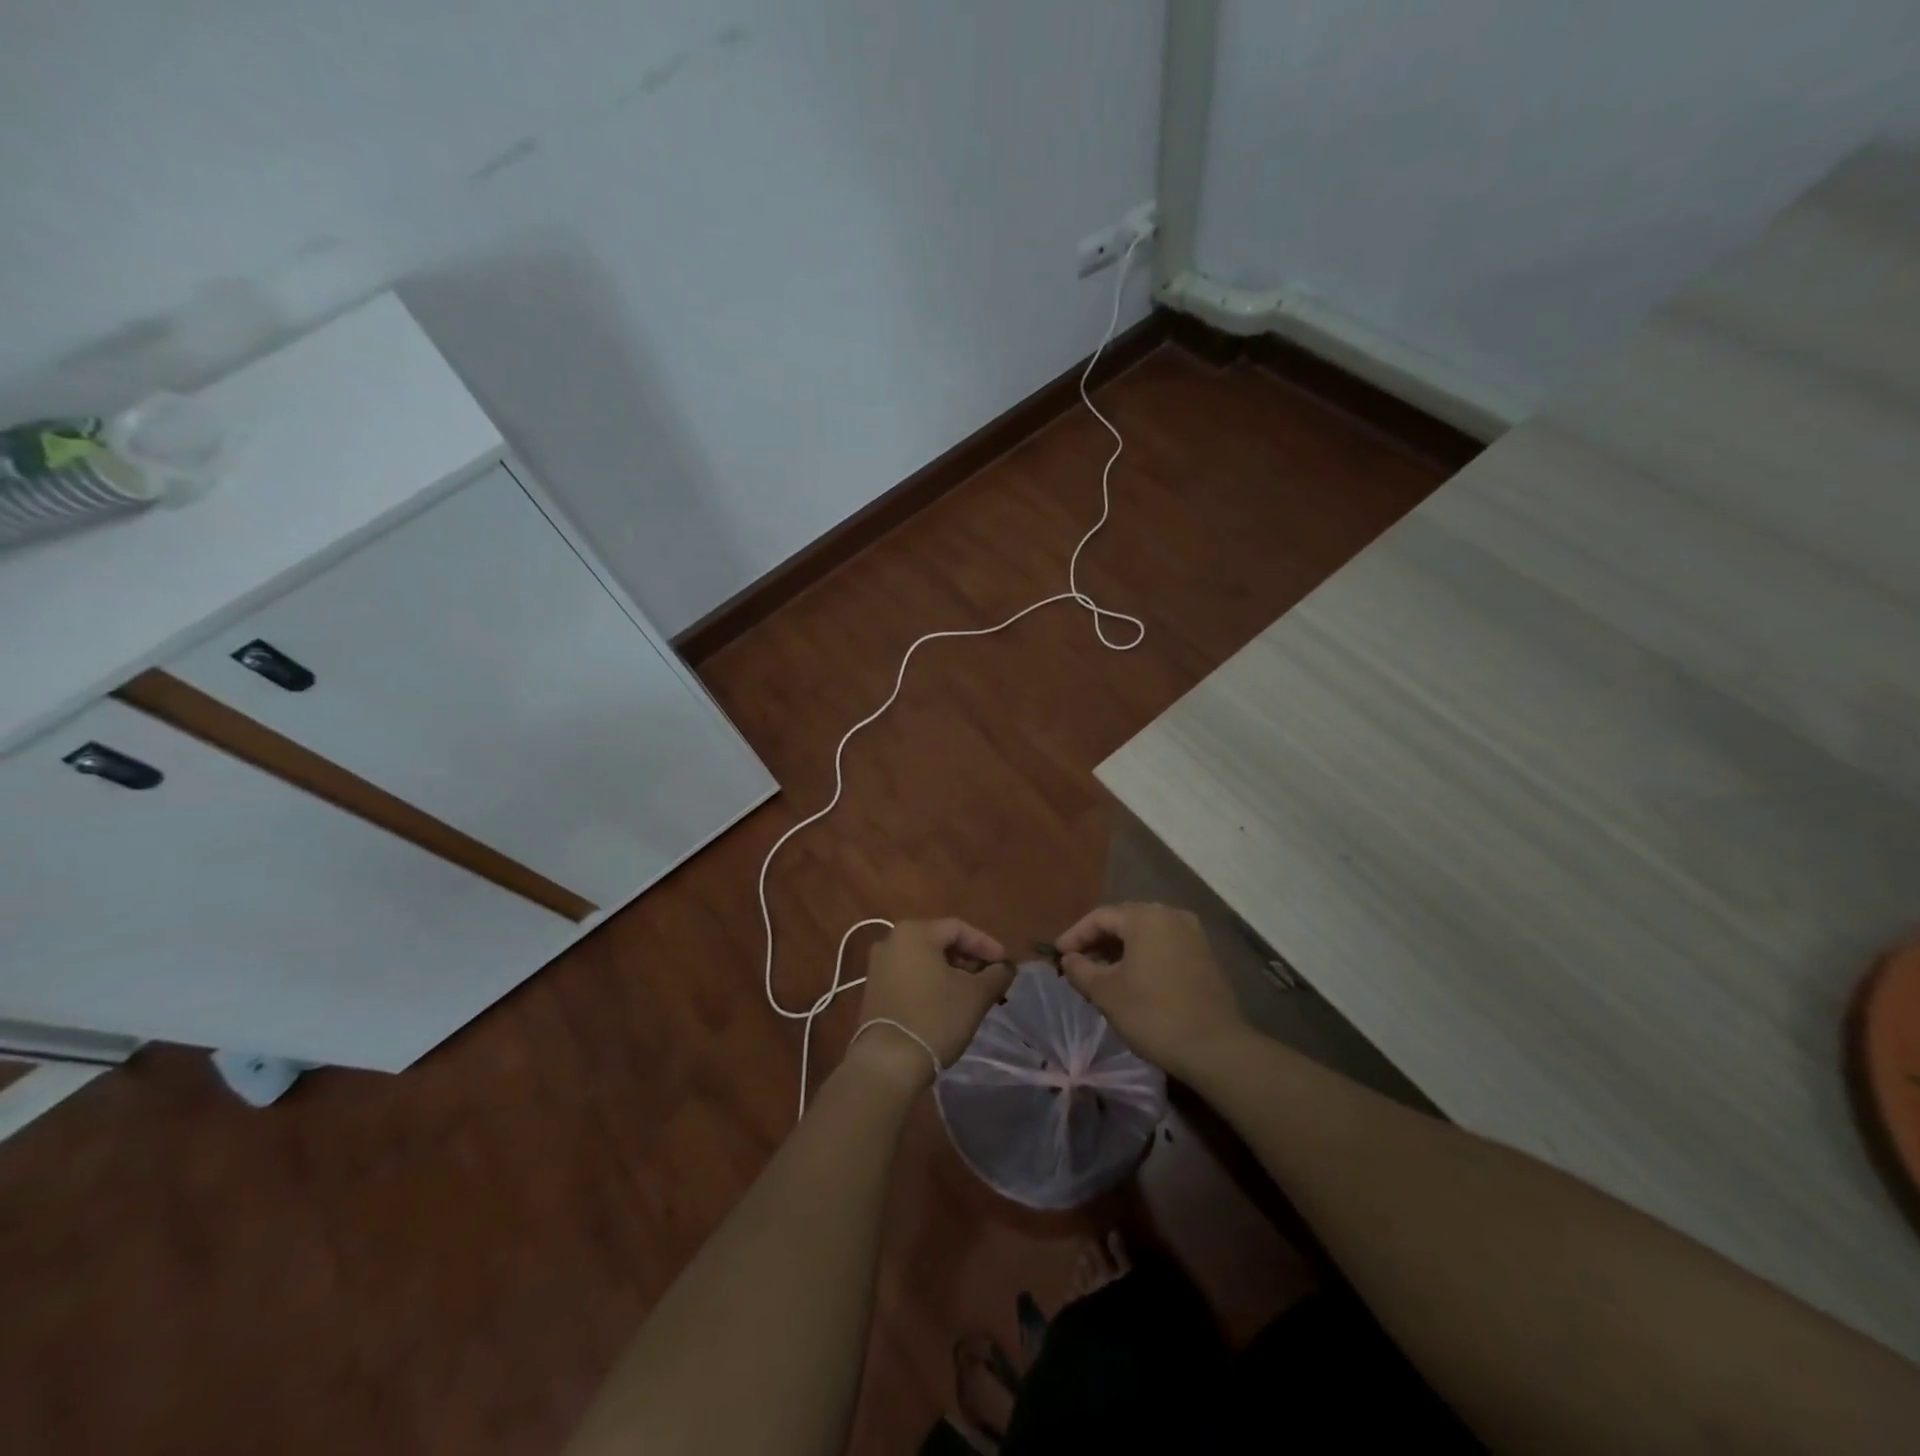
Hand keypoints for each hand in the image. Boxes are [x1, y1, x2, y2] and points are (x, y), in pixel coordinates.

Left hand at [850, 919, 1013, 1085]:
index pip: (959, 929)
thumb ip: (996, 975)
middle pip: (940, 942)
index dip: (986, 945)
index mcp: (914, 932)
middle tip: (991, 979)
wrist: (888, 1063)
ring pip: (925, 960)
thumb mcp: (976, 995)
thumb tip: (1005, 968)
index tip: (1005, 965)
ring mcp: (878, 966)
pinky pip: (910, 976)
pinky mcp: (874, 990)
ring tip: (973, 993)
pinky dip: (932, 983)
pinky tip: (947, 1003)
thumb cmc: (935, 1019)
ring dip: (952, 973)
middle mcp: (890, 940)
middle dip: (969, 959)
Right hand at [1056, 903, 1247, 1079]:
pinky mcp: (1206, 955)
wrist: (1215, 1047)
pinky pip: (1165, 945)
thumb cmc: (1153, 1014)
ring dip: (1121, 949)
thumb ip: (1081, 970)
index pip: (1100, 917)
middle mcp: (1171, 915)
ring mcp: (1193, 934)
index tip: (1058, 954)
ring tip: (1102, 972)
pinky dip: (1144, 956)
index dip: (1075, 935)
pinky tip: (1133, 978)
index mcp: (1145, 917)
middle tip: (1077, 961)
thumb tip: (1069, 959)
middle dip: (1098, 940)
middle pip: (1125, 920)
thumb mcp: (1106, 993)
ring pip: (1146, 933)